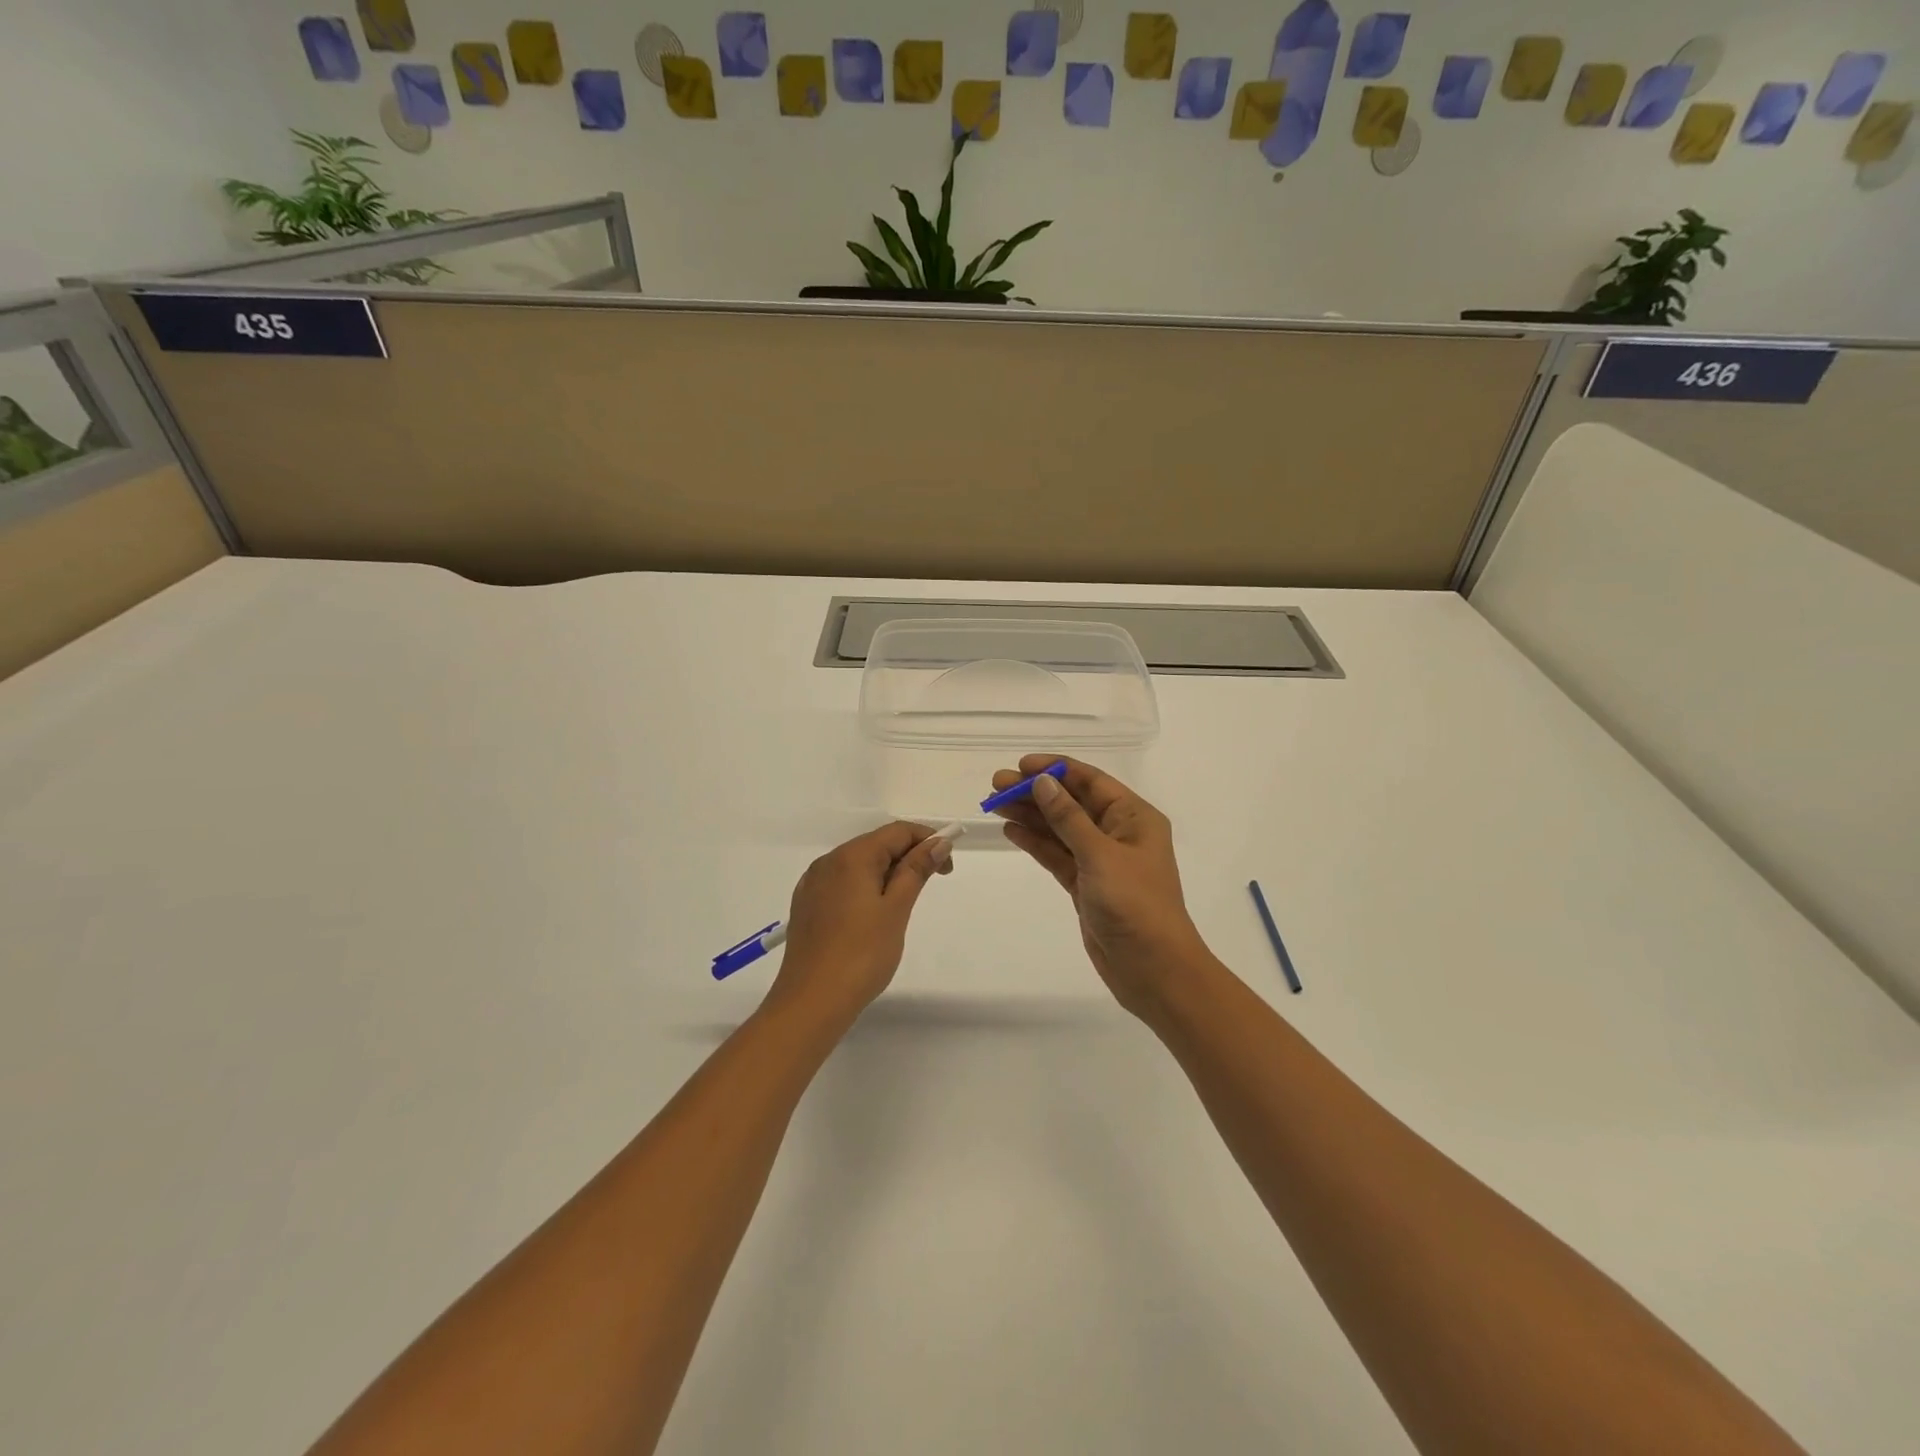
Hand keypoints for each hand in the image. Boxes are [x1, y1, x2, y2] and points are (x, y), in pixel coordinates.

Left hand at [768, 821, 953, 1022]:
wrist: (811, 1002)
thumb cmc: (862, 955)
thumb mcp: (897, 909)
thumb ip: (916, 870)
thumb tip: (938, 842)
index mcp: (852, 856)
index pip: (897, 831)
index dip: (927, 840)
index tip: (947, 867)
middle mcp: (828, 862)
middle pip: (876, 845)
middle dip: (908, 857)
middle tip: (931, 885)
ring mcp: (813, 884)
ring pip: (858, 865)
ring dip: (887, 874)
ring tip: (903, 906)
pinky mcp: (806, 906)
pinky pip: (842, 884)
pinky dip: (864, 888)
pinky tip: (872, 916)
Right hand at [989, 756, 1211, 1017]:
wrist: (1153, 969)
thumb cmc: (1134, 904)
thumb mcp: (1100, 855)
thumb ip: (1067, 818)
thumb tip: (1042, 782)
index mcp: (1134, 817)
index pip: (1090, 781)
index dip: (1055, 769)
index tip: (1020, 765)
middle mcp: (1118, 833)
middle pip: (1072, 803)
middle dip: (1036, 792)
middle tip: (996, 785)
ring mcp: (1101, 860)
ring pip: (1060, 829)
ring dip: (1031, 815)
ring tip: (995, 804)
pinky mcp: (1086, 885)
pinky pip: (1057, 855)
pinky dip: (1036, 843)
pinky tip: (1012, 831)